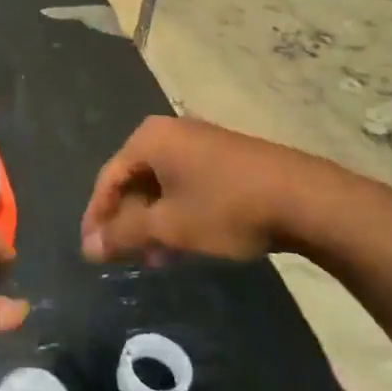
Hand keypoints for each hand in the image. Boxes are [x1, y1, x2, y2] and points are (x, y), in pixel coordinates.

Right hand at [81, 115, 386, 264]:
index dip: (97, 218)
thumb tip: (88, 248)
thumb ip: (123, 235)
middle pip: (134, 179)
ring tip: (155, 259)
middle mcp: (170, 131)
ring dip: (152, 222)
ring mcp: (200, 141)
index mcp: (149, 139)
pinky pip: (185, 183)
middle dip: (128, 222)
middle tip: (125, 258)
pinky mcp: (224, 156)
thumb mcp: (168, 227)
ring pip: (161, 185)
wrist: (303, 198)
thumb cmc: (225, 208)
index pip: (107, 178)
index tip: (93, 253)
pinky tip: (183, 243)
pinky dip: (176, 212)